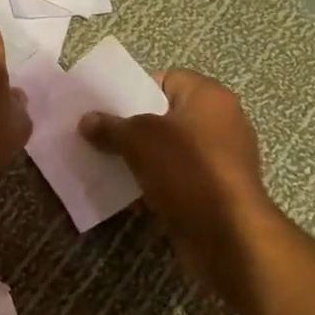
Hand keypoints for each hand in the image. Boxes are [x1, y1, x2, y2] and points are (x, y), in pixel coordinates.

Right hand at [79, 71, 274, 281]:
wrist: (227, 234)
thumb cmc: (187, 169)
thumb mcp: (139, 140)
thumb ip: (111, 127)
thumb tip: (86, 120)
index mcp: (209, 97)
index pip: (167, 79)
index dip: (135, 90)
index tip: (108, 107)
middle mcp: (222, 122)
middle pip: (167, 115)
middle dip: (134, 126)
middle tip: (101, 135)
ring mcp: (222, 159)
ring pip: (171, 149)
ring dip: (142, 157)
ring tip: (108, 162)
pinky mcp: (217, 191)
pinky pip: (178, 177)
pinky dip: (157, 182)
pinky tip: (129, 191)